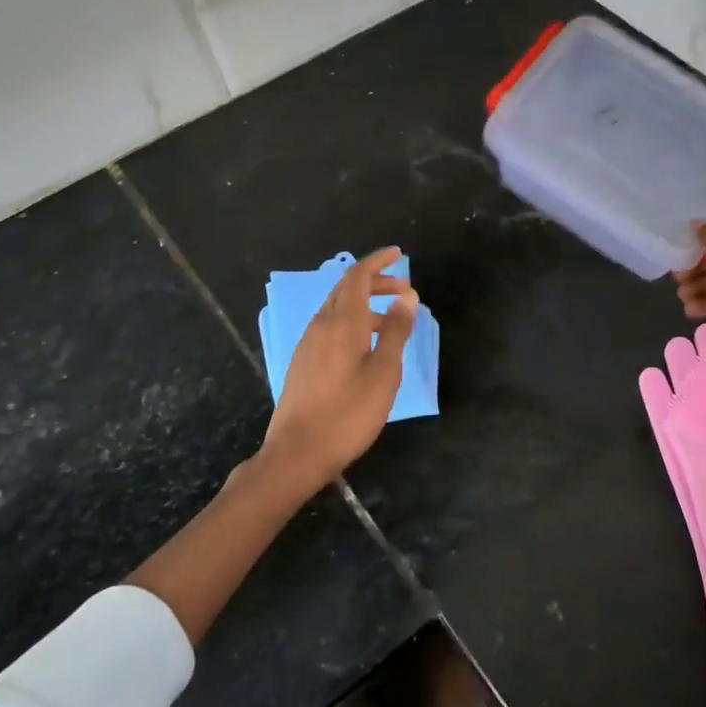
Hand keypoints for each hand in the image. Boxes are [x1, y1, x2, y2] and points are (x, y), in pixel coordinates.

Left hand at [259, 247, 418, 492]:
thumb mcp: (384, 372)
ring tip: (394, 323)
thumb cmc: (348, 413)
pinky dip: (354, 323)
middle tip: (405, 290)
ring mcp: (309, 344)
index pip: (358, 276)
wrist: (297, 452)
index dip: (379, 261)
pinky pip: (331, 328)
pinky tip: (368, 347)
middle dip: (376, 282)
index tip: (400, 254)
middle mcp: (322, 325)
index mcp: (343, 323)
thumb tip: (408, 295)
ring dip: (366, 305)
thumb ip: (397, 331)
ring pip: (338, 309)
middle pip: (347, 289)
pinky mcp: (304, 362)